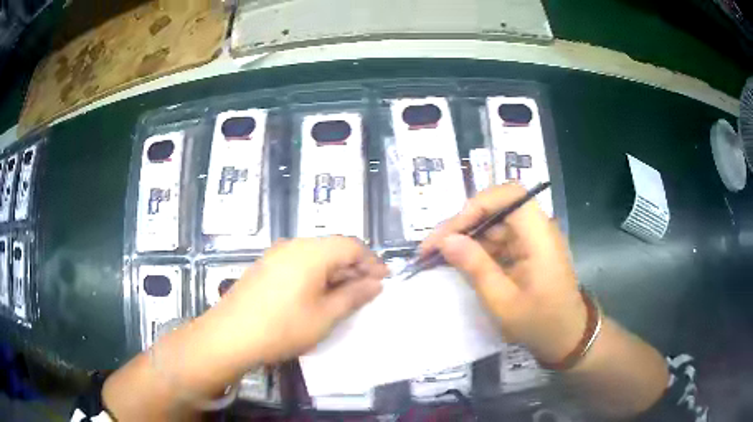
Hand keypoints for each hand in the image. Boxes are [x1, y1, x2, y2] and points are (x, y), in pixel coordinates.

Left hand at [208, 236, 388, 364]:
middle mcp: (293, 245)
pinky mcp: (264, 267)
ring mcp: (275, 255)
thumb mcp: (325, 316)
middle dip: (354, 267)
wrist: (229, 336)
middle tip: (367, 291)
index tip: (384, 280)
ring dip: (334, 272)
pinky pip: (298, 263)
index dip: (371, 261)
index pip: (351, 245)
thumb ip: (353, 296)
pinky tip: (316, 295)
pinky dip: (315, 275)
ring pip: (315, 255)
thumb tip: (375, 283)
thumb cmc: (282, 327)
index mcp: (311, 252)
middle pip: (332, 248)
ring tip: (344, 295)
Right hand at [421, 183, 586, 363]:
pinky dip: (477, 249)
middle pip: (497, 208)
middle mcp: (537, 229)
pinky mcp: (527, 250)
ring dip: (466, 237)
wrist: (567, 337)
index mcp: (539, 236)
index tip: (451, 232)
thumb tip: (446, 241)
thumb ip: (476, 268)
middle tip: (432, 247)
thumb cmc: (540, 323)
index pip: (509, 196)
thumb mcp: (503, 302)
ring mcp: (532, 239)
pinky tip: (458, 262)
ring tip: (437, 256)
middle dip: (463, 224)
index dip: (477, 205)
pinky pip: (498, 240)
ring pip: (493, 224)